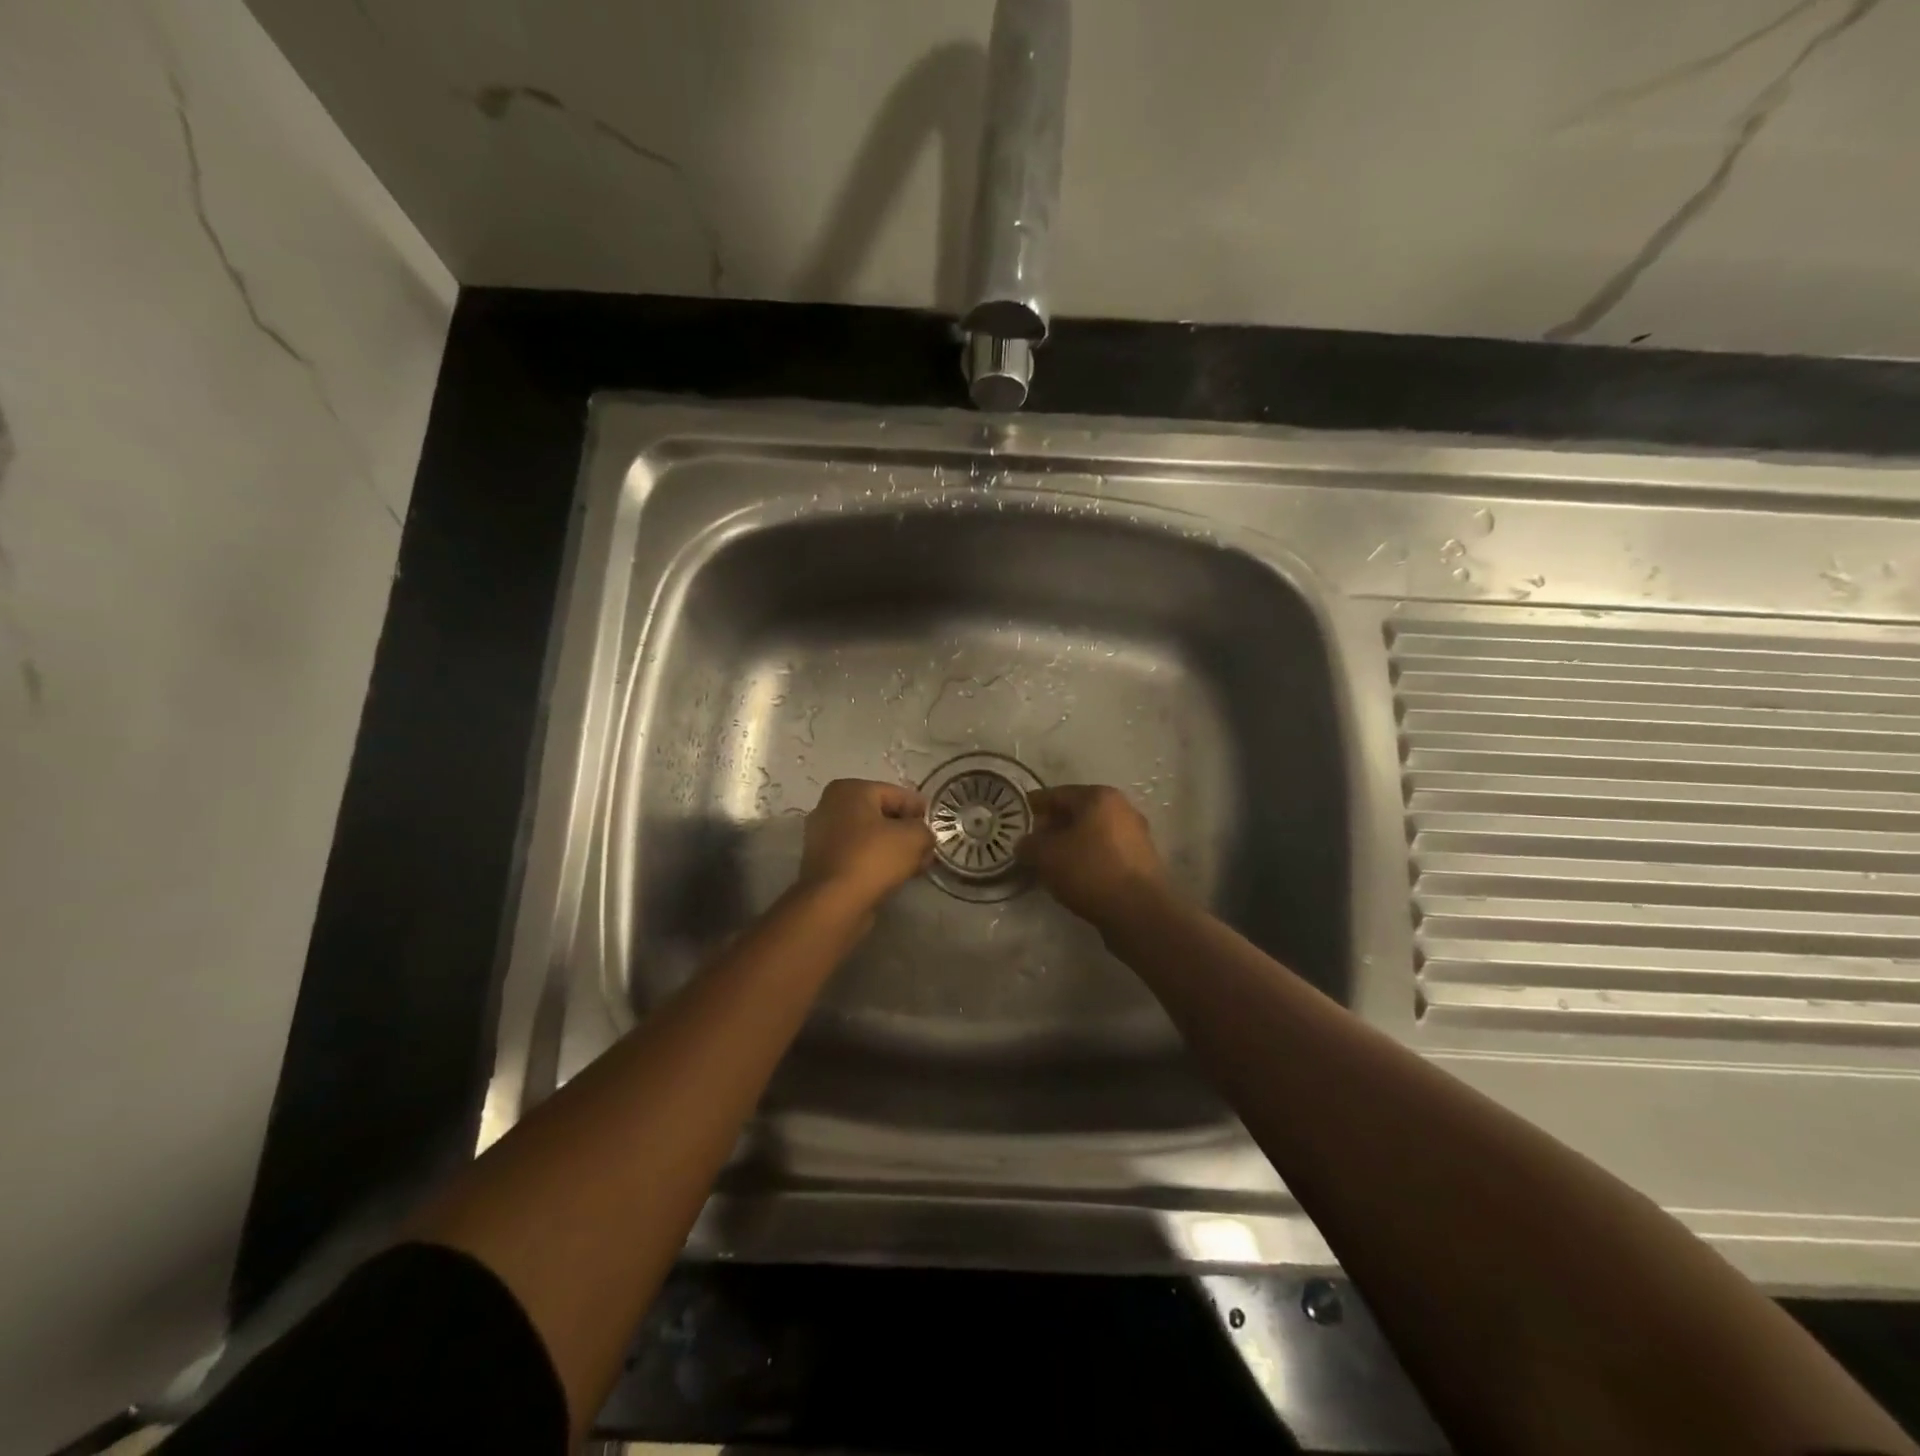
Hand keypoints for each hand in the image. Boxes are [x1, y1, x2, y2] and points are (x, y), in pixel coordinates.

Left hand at [797, 779, 934, 918]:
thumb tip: (923, 836)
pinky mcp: (822, 863)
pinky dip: (876, 862)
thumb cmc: (873, 858)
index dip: (920, 811)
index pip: (896, 794)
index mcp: (849, 789)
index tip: (937, 828)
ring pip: (869, 837)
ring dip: (893, 849)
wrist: (834, 903)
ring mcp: (821, 836)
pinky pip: (858, 855)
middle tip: (928, 848)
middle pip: (881, 815)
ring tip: (916, 865)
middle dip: (907, 831)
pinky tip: (895, 876)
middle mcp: (829, 806)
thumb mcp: (914, 837)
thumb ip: (925, 830)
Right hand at [1019, 784, 1169, 928]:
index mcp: (1099, 797)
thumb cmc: (1090, 871)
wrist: (1139, 912)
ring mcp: (1136, 835)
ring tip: (1049, 863)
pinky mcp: (1142, 861)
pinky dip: (1087, 859)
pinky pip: (1105, 852)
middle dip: (1052, 826)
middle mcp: (1122, 809)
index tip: (1016, 818)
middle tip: (1031, 843)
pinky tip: (1073, 876)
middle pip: (1077, 812)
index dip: (1034, 805)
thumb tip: (1025, 844)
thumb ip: (1029, 845)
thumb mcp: (1046, 855)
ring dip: (1070, 844)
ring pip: (1092, 834)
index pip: (1057, 794)